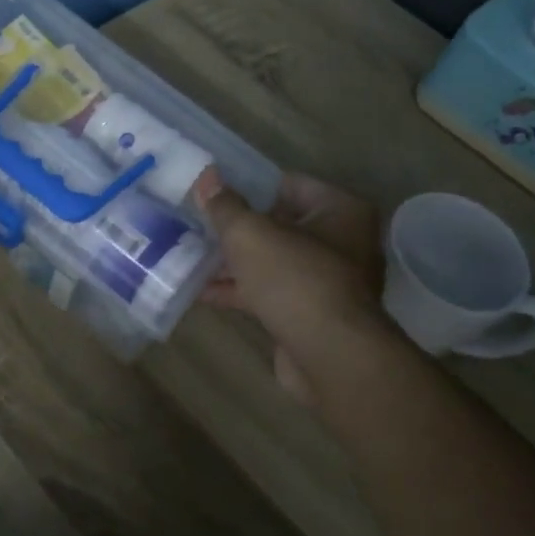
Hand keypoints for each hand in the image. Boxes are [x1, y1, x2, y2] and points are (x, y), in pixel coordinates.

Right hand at [193, 169, 388, 402]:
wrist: (330, 357)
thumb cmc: (295, 278)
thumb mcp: (249, 233)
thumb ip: (225, 205)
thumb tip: (207, 178)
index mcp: (341, 210)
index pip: (289, 184)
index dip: (249, 186)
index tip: (213, 191)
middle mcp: (344, 242)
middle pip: (280, 225)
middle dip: (238, 228)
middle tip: (197, 222)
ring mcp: (329, 283)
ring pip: (273, 262)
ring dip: (234, 262)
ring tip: (190, 254)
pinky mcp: (312, 316)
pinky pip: (271, 293)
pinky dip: (241, 291)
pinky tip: (201, 291)